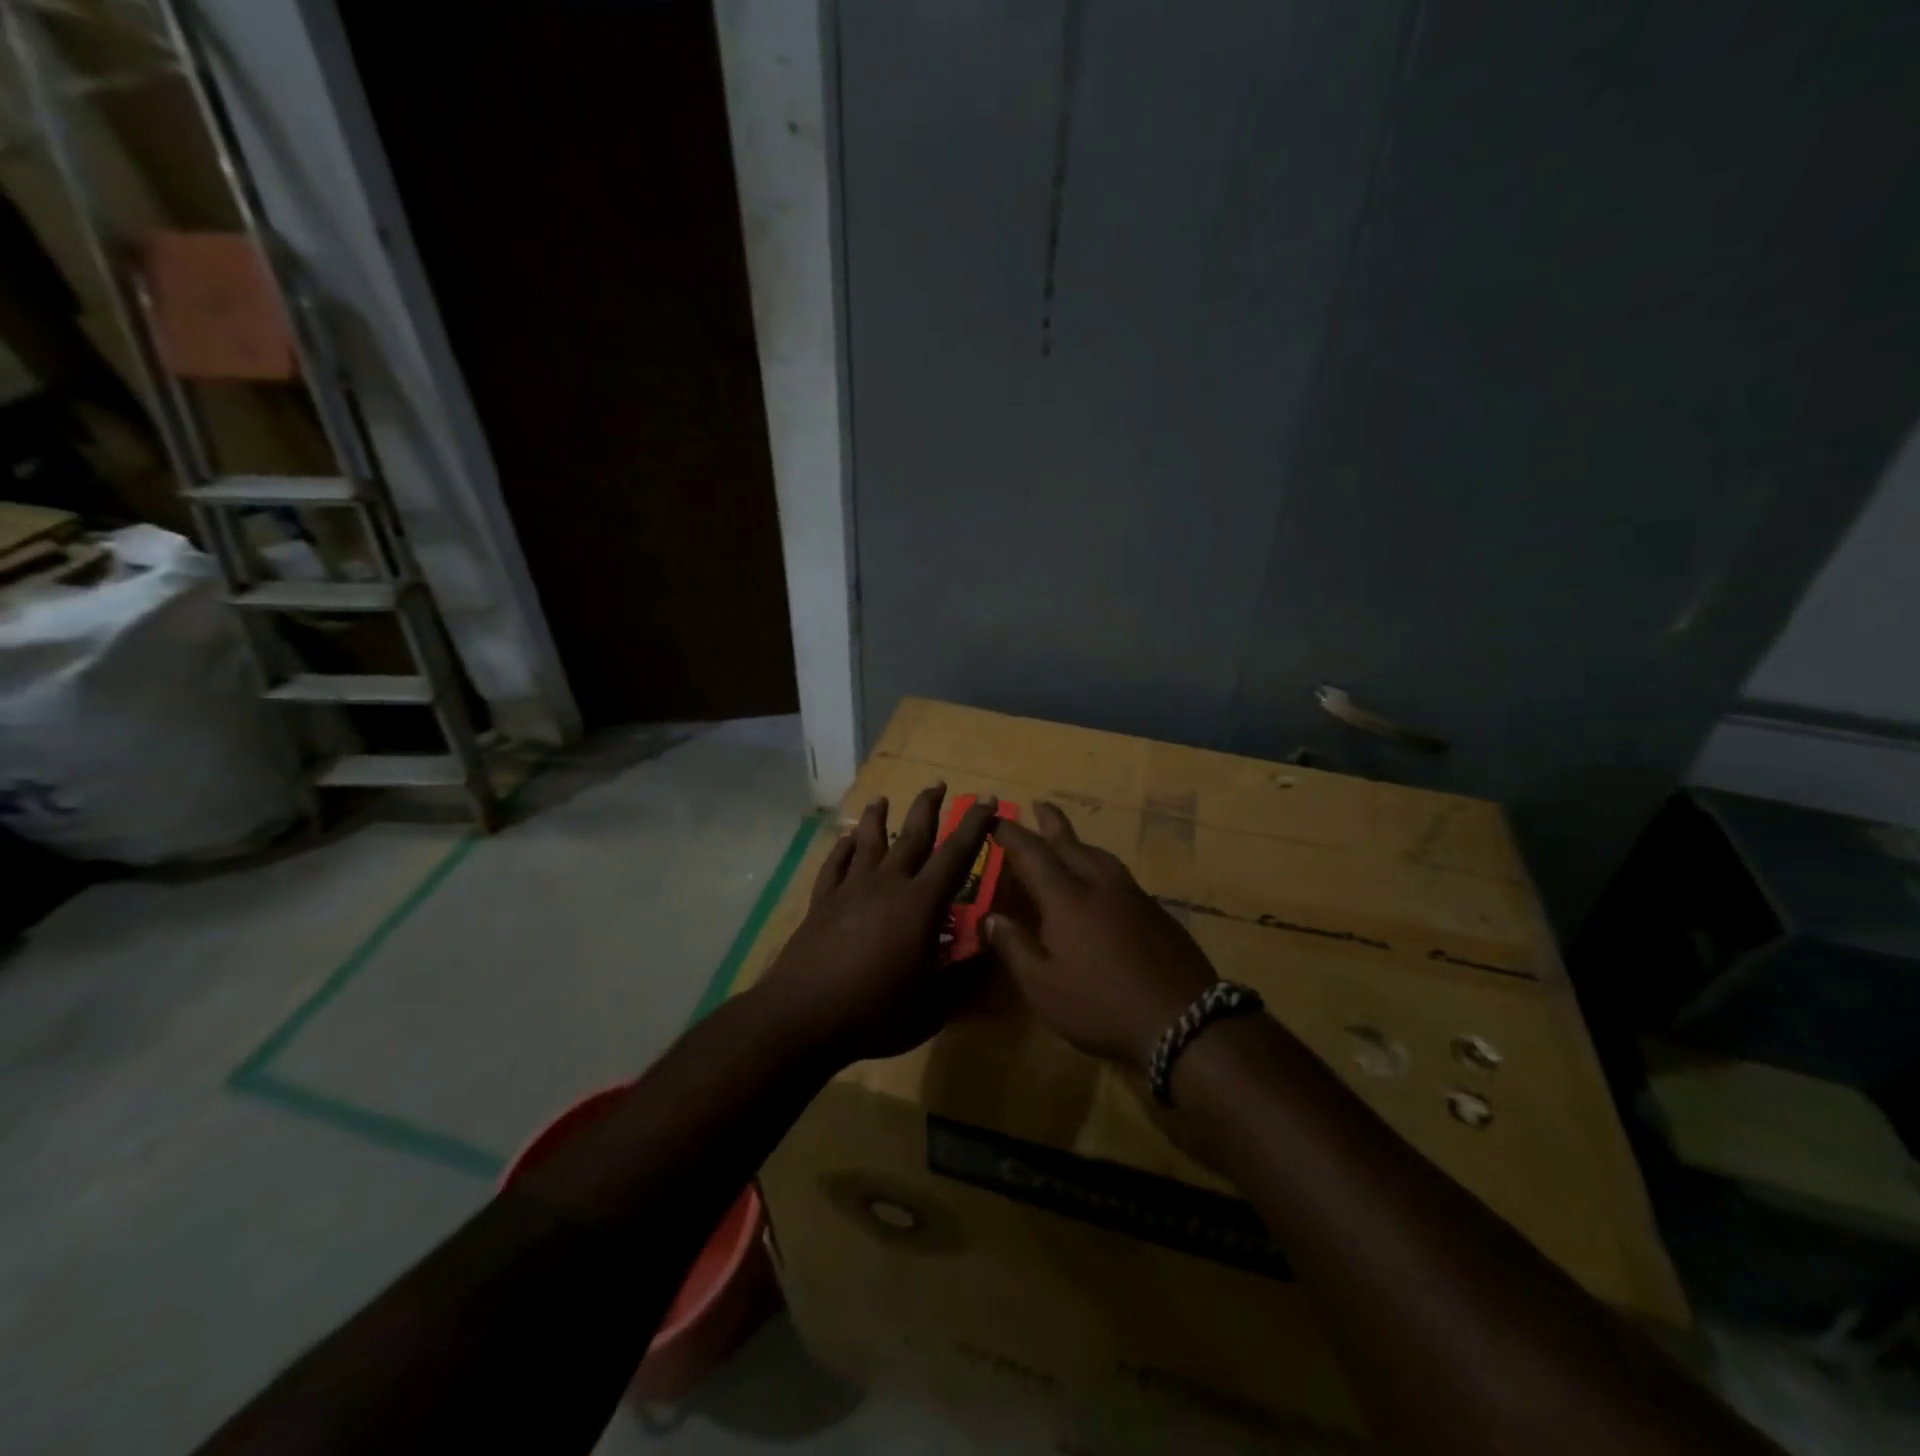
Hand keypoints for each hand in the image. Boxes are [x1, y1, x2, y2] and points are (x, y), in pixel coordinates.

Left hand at [757, 785, 998, 1064]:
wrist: (804, 1016)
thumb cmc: (877, 1010)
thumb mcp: (934, 1004)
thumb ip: (966, 974)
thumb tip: (993, 945)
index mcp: (921, 903)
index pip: (955, 854)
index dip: (974, 826)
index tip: (986, 800)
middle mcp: (887, 884)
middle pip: (911, 835)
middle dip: (928, 807)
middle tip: (938, 783)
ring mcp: (850, 890)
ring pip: (868, 841)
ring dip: (877, 817)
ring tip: (882, 797)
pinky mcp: (821, 902)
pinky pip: (834, 865)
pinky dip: (841, 849)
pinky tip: (843, 839)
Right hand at [985, 803, 1217, 1067]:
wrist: (1182, 1018)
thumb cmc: (1100, 1005)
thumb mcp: (1043, 986)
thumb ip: (1014, 947)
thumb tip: (991, 916)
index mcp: (1066, 898)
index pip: (1032, 854)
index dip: (1012, 835)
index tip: (998, 821)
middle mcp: (1099, 885)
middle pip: (1071, 844)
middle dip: (1051, 823)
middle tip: (1039, 804)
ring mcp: (1132, 895)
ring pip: (1100, 856)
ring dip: (1080, 842)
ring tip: (1069, 840)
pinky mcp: (1155, 911)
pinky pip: (1119, 875)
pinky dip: (1101, 866)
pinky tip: (1102, 883)